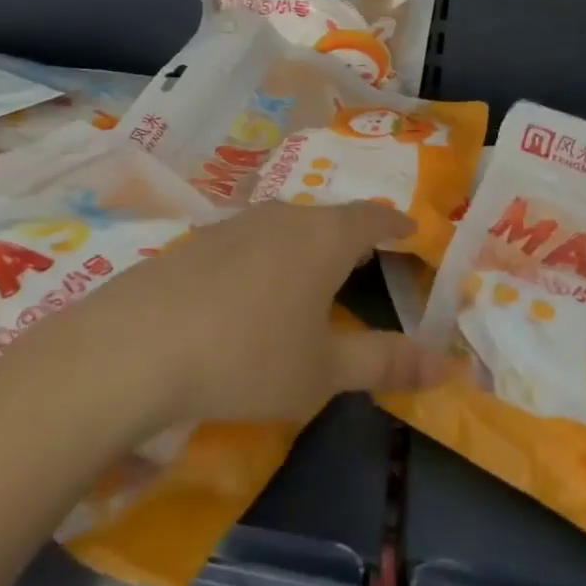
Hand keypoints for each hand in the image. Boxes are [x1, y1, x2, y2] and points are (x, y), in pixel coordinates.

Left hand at [65, 201, 449, 428]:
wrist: (139, 345)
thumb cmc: (249, 355)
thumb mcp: (323, 370)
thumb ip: (385, 361)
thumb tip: (446, 364)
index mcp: (324, 237)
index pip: (372, 216)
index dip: (395, 223)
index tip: (409, 229)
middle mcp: (284, 215)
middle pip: (330, 217)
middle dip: (352, 237)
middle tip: (366, 261)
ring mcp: (237, 223)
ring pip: (288, 226)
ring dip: (307, 246)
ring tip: (313, 276)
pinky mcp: (199, 239)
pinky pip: (252, 239)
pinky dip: (269, 257)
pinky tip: (255, 290)